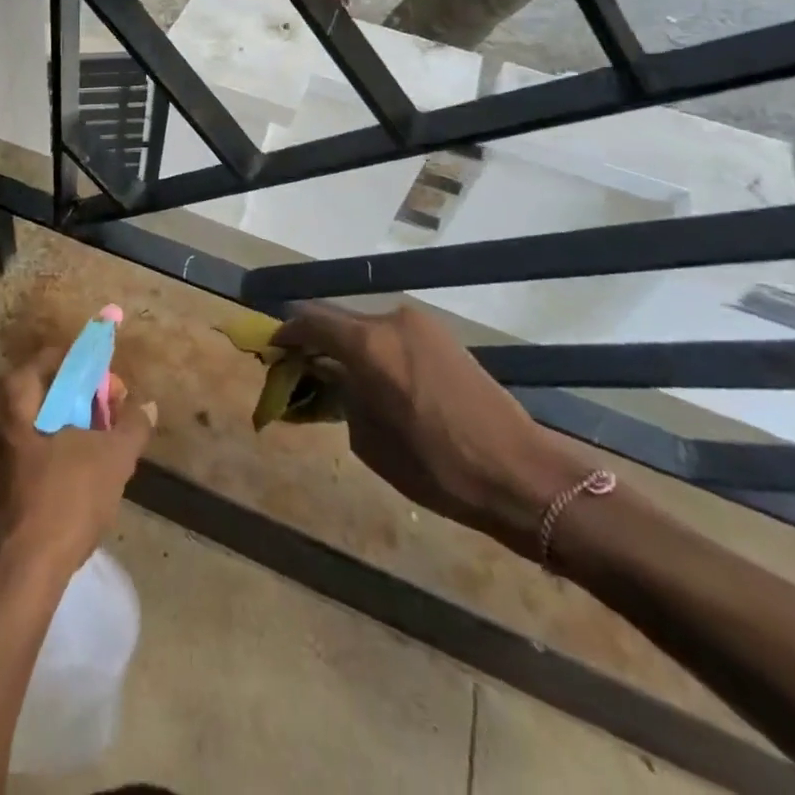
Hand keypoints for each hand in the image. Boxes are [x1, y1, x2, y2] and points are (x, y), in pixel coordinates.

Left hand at [0, 353, 156, 583]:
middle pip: (41, 392)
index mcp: (12, 397)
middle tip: (108, 419)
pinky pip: (22, 453)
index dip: (88, 369)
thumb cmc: (64, 501)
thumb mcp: (113, 459)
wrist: (20, 577)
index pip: (53, 359)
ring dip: (65, 430)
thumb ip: (132, 426)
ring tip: (98, 451)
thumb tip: (147, 407)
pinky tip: (74, 479)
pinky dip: (48, 455)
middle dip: (78, 401)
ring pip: (31, 425)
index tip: (113, 390)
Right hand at [273, 305, 590, 557]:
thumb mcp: (369, 439)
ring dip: (351, 347)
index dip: (287, 334)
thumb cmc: (436, 467)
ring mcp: (422, 325)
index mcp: (367, 344)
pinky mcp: (445, 337)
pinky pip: (396, 336)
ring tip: (345, 378)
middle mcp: (391, 320)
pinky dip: (378, 351)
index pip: (310, 322)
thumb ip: (342, 396)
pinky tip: (381, 380)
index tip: (274, 350)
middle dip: (318, 341)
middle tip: (306, 367)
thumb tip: (335, 378)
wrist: (521, 474)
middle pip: (339, 321)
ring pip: (369, 328)